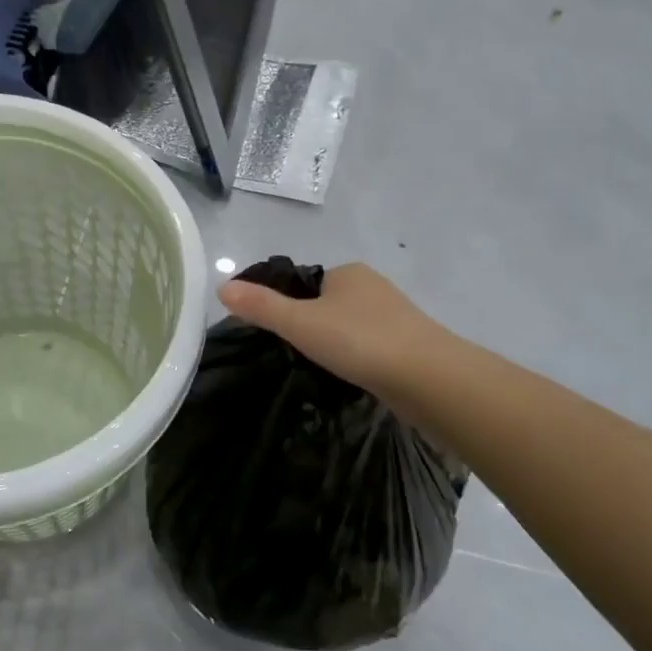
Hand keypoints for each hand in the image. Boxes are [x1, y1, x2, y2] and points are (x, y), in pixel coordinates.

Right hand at [218, 263, 442, 398]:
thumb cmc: (359, 341)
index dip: (287, 305)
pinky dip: (358, 358)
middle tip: (295, 355)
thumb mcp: (299, 323)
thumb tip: (222, 286)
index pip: (304, 283)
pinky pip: (371, 346)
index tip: (277, 334)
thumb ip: (261, 307)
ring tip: (321, 370)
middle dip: (313, 326)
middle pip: (328, 304)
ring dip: (337, 344)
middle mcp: (373, 286)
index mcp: (347, 272)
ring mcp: (396, 315)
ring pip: (351, 326)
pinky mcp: (410, 344)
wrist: (429, 378)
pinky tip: (351, 377)